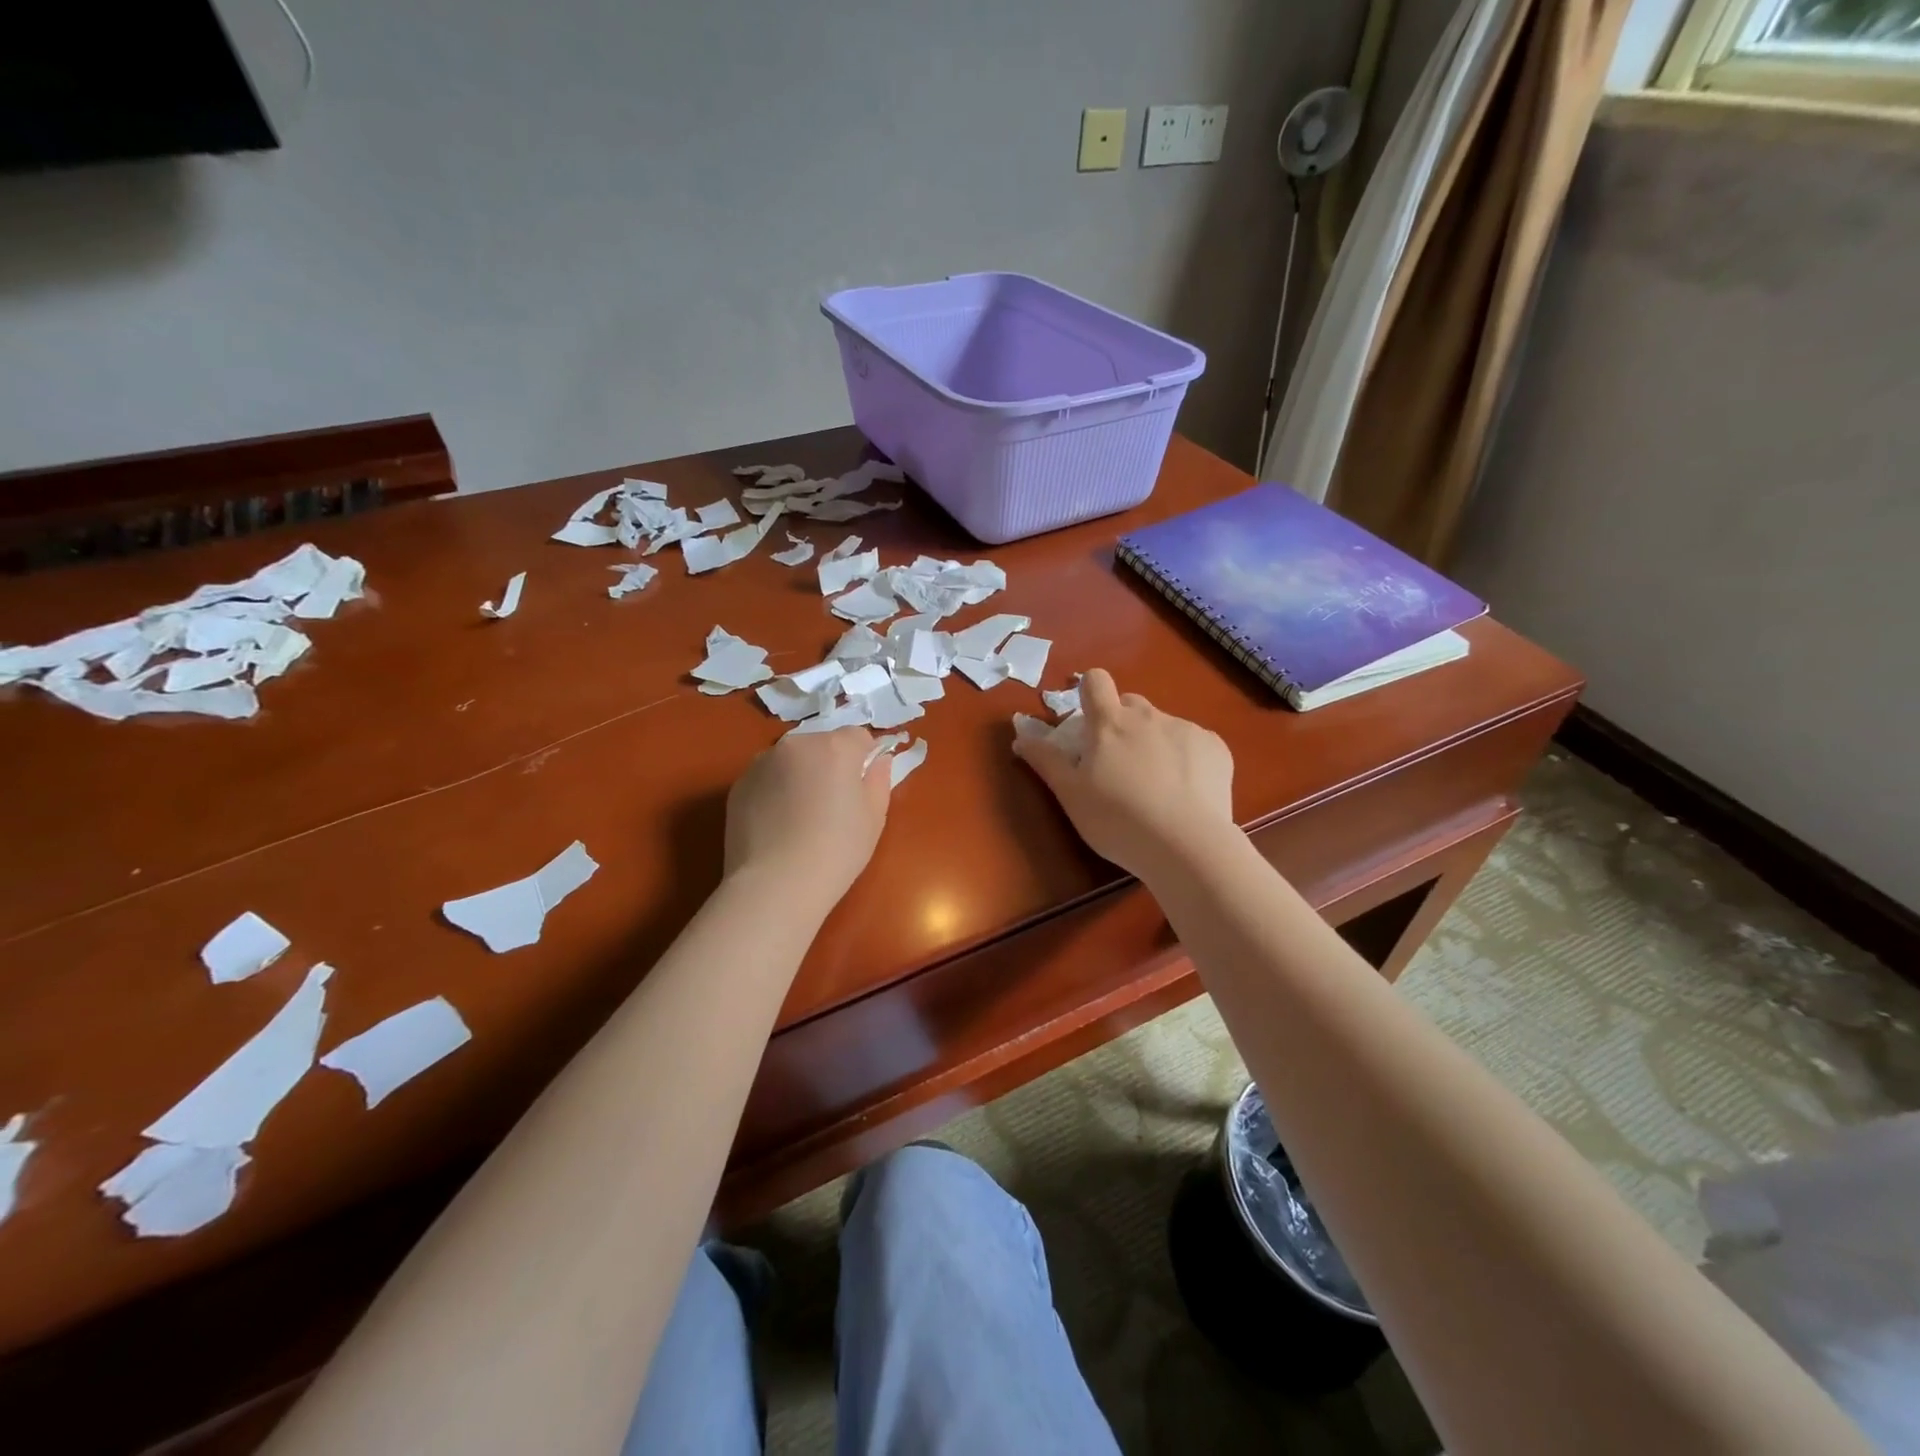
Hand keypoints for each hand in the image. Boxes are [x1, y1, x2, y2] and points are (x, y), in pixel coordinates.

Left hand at [725, 726, 891, 907]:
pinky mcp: (738, 785)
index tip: (862, 787)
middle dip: (830, 764)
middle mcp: (796, 744)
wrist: (775, 885)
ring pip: (792, 759)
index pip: (859, 736)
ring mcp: (762, 763)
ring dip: (801, 775)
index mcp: (835, 748)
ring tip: (801, 817)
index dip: (865, 759)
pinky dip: (775, 791)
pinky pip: (767, 778)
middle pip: (822, 744)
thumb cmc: (836, 851)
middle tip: (833, 804)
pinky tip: (778, 825)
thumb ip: (878, 779)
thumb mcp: (874, 818)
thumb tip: (878, 761)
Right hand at [1012, 669, 1235, 880]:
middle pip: (1130, 703)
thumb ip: (1046, 760)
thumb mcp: (1070, 794)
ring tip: (1156, 787)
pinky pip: (1194, 742)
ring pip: (1163, 725)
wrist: (1187, 846)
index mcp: (1109, 723)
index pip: (1095, 680)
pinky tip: (1186, 792)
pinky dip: (1186, 759)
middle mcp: (1148, 716)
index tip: (1087, 721)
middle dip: (1121, 723)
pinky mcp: (1216, 747)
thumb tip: (1021, 736)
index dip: (1089, 692)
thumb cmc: (1117, 820)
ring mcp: (1186, 729)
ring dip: (1154, 743)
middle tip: (1118, 764)